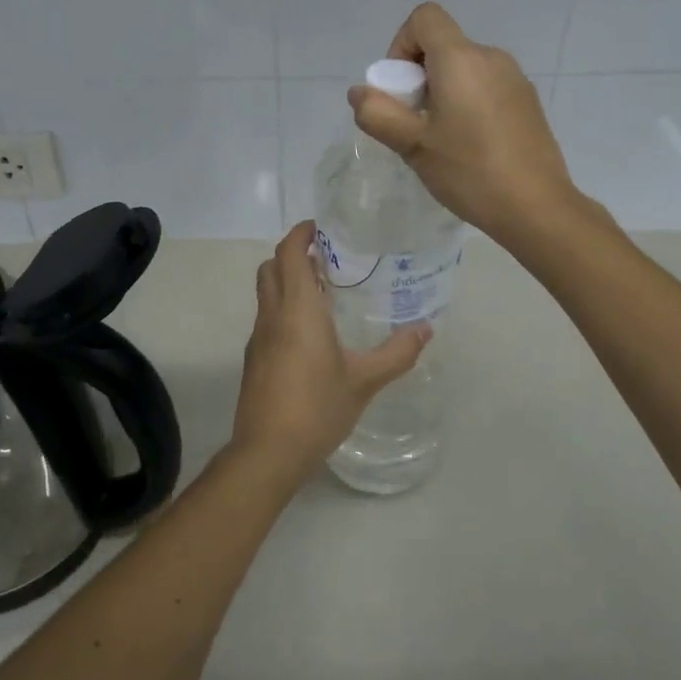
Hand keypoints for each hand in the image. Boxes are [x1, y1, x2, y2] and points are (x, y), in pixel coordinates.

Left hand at [230, 222, 429, 483]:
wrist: (267, 452)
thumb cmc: (317, 409)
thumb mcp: (364, 381)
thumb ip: (397, 353)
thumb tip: (426, 329)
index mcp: (298, 310)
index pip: (288, 253)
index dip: (300, 233)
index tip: (320, 227)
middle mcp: (272, 316)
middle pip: (271, 267)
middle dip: (293, 254)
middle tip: (327, 258)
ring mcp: (258, 338)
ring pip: (266, 293)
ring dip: (287, 281)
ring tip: (325, 292)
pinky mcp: (254, 359)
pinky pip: (266, 318)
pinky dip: (283, 308)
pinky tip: (311, 333)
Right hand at [348, 1, 578, 248]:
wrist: (536, 207)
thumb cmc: (469, 171)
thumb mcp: (413, 145)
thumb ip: (378, 113)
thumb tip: (359, 93)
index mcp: (461, 59)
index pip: (424, 17)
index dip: (401, 44)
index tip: (401, 88)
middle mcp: (491, 57)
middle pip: (444, 46)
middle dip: (419, 76)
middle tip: (416, 124)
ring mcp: (515, 79)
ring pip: (465, 69)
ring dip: (443, 92)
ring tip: (442, 140)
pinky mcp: (528, 101)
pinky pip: (486, 86)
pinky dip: (468, 103)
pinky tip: (471, 147)